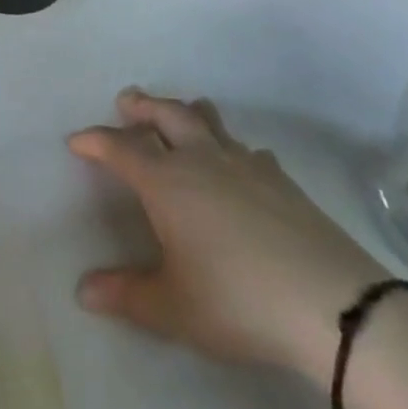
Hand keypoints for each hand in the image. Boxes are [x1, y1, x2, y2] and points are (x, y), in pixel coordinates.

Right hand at [70, 89, 390, 386]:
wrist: (330, 303)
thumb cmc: (237, 301)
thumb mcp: (174, 308)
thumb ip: (127, 295)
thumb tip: (83, 290)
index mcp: (167, 182)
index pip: (122, 148)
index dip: (96, 141)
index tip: (77, 140)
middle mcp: (201, 160)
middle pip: (167, 115)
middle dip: (143, 106)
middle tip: (128, 100)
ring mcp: (245, 164)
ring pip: (208, 122)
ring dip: (186, 111)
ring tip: (180, 111)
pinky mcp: (281, 179)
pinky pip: (246, 149)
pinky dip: (231, 147)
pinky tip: (240, 162)